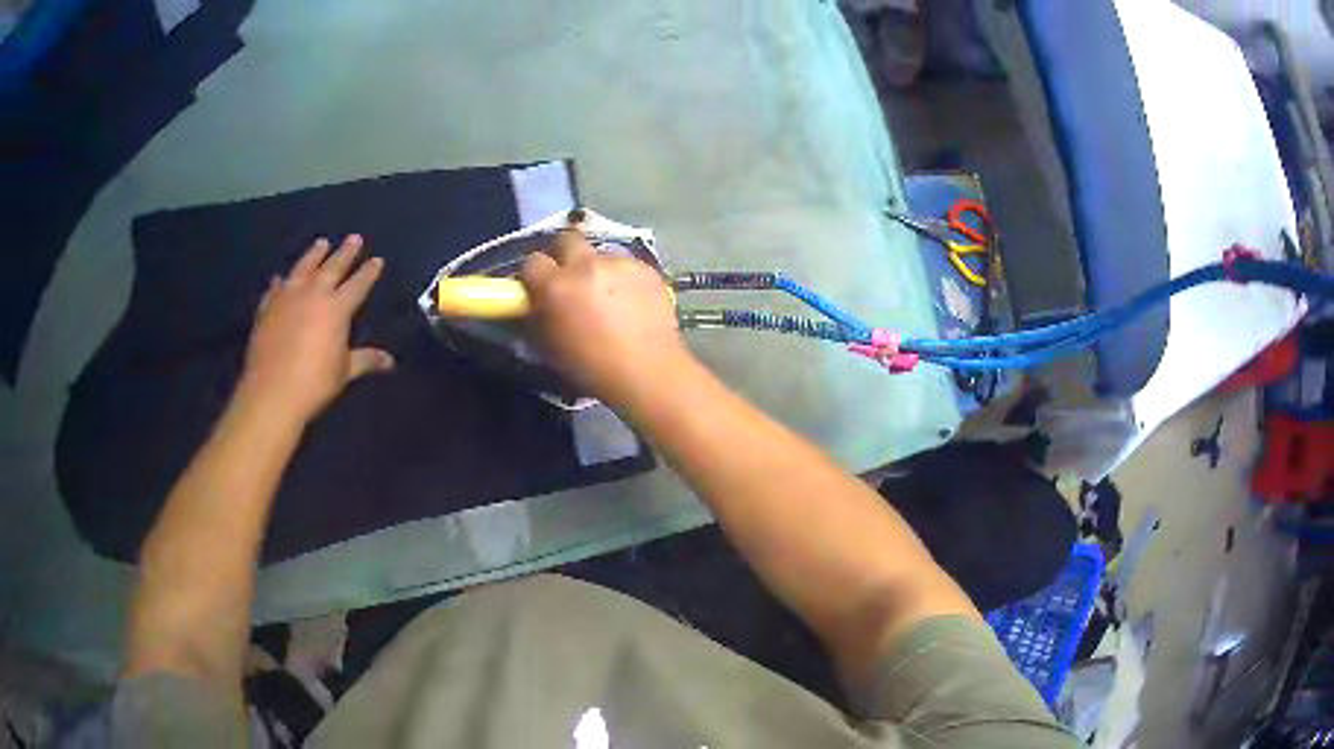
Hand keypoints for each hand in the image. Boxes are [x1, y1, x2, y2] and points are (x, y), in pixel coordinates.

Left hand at [239, 235, 394, 423]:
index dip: (369, 272)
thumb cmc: (314, 382)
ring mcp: (287, 298)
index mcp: (337, 308)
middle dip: (345, 252)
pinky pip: (276, 289)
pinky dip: (280, 282)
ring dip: (313, 254)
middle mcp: (313, 294)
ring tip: (321, 243)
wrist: (272, 391)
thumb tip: (390, 361)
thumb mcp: (344, 372)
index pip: (358, 284)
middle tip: (354, 238)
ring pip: (303, 268)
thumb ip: (365, 360)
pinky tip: (280, 278)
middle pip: (332, 267)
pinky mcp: (267, 308)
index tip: (377, 260)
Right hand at [520, 230, 689, 404]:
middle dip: (564, 255)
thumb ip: (539, 316)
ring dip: (598, 268)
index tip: (539, 287)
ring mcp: (620, 263)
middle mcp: (586, 265)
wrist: (649, 372)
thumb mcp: (550, 346)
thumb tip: (537, 303)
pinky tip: (632, 301)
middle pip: (567, 239)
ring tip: (608, 295)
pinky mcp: (647, 268)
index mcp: (556, 285)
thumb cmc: (593, 368)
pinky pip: (627, 265)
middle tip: (570, 279)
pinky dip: (624, 278)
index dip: (535, 275)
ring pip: (601, 253)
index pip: (532, 261)